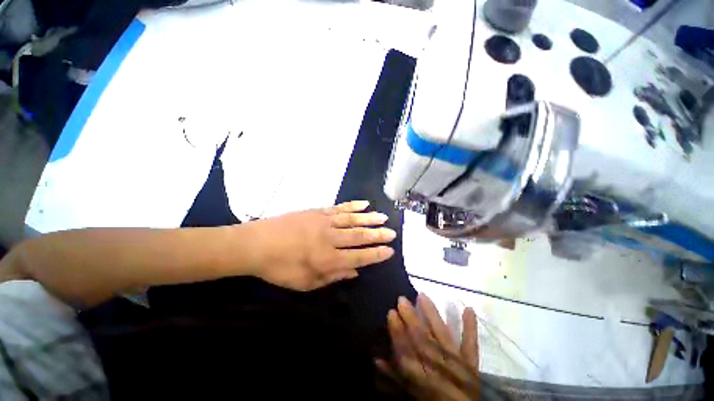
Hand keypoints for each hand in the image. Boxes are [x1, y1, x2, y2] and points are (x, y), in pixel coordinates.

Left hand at [246, 201, 395, 290]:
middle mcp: (330, 238)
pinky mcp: (317, 211)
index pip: (359, 256)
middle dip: (378, 235)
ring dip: (369, 218)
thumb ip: (332, 276)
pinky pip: (339, 208)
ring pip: (352, 219)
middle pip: (359, 235)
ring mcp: (324, 221)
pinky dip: (353, 206)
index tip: (390, 251)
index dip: (376, 254)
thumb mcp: (305, 282)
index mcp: (327, 259)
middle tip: (392, 233)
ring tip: (383, 217)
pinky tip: (364, 204)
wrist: (256, 243)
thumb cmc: (279, 268)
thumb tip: (354, 271)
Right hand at [377, 294, 479, 400]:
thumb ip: (394, 377)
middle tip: (402, 299)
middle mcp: (438, 367)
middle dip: (411, 319)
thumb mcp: (409, 393)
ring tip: (422, 295)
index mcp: (421, 377)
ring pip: (442, 335)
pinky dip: (470, 327)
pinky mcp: (471, 363)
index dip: (397, 332)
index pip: (405, 352)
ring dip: (432, 315)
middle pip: (422, 340)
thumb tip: (377, 359)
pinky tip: (469, 309)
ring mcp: (457, 363)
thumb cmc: (430, 399)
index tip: (391, 312)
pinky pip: (470, 344)